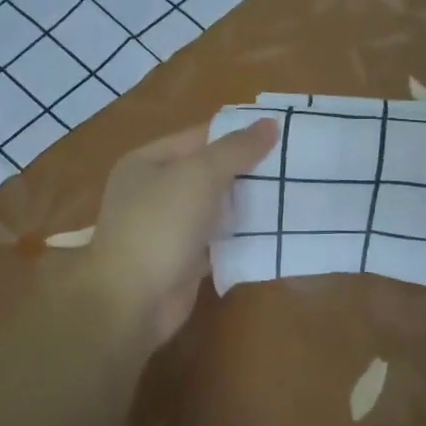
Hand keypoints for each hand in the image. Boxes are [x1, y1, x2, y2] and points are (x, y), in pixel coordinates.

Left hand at [83, 118, 279, 346]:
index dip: (237, 134)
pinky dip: (240, 237)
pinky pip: (217, 240)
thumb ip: (236, 149)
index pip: (199, 137)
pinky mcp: (182, 260)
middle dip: (246, 170)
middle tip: (293, 165)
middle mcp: (153, 191)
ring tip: (292, 193)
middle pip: (207, 172)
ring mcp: (167, 228)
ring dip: (246, 204)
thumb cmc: (160, 226)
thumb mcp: (199, 175)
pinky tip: (273, 230)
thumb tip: (270, 123)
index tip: (280, 134)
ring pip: (215, 207)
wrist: (132, 302)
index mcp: (147, 162)